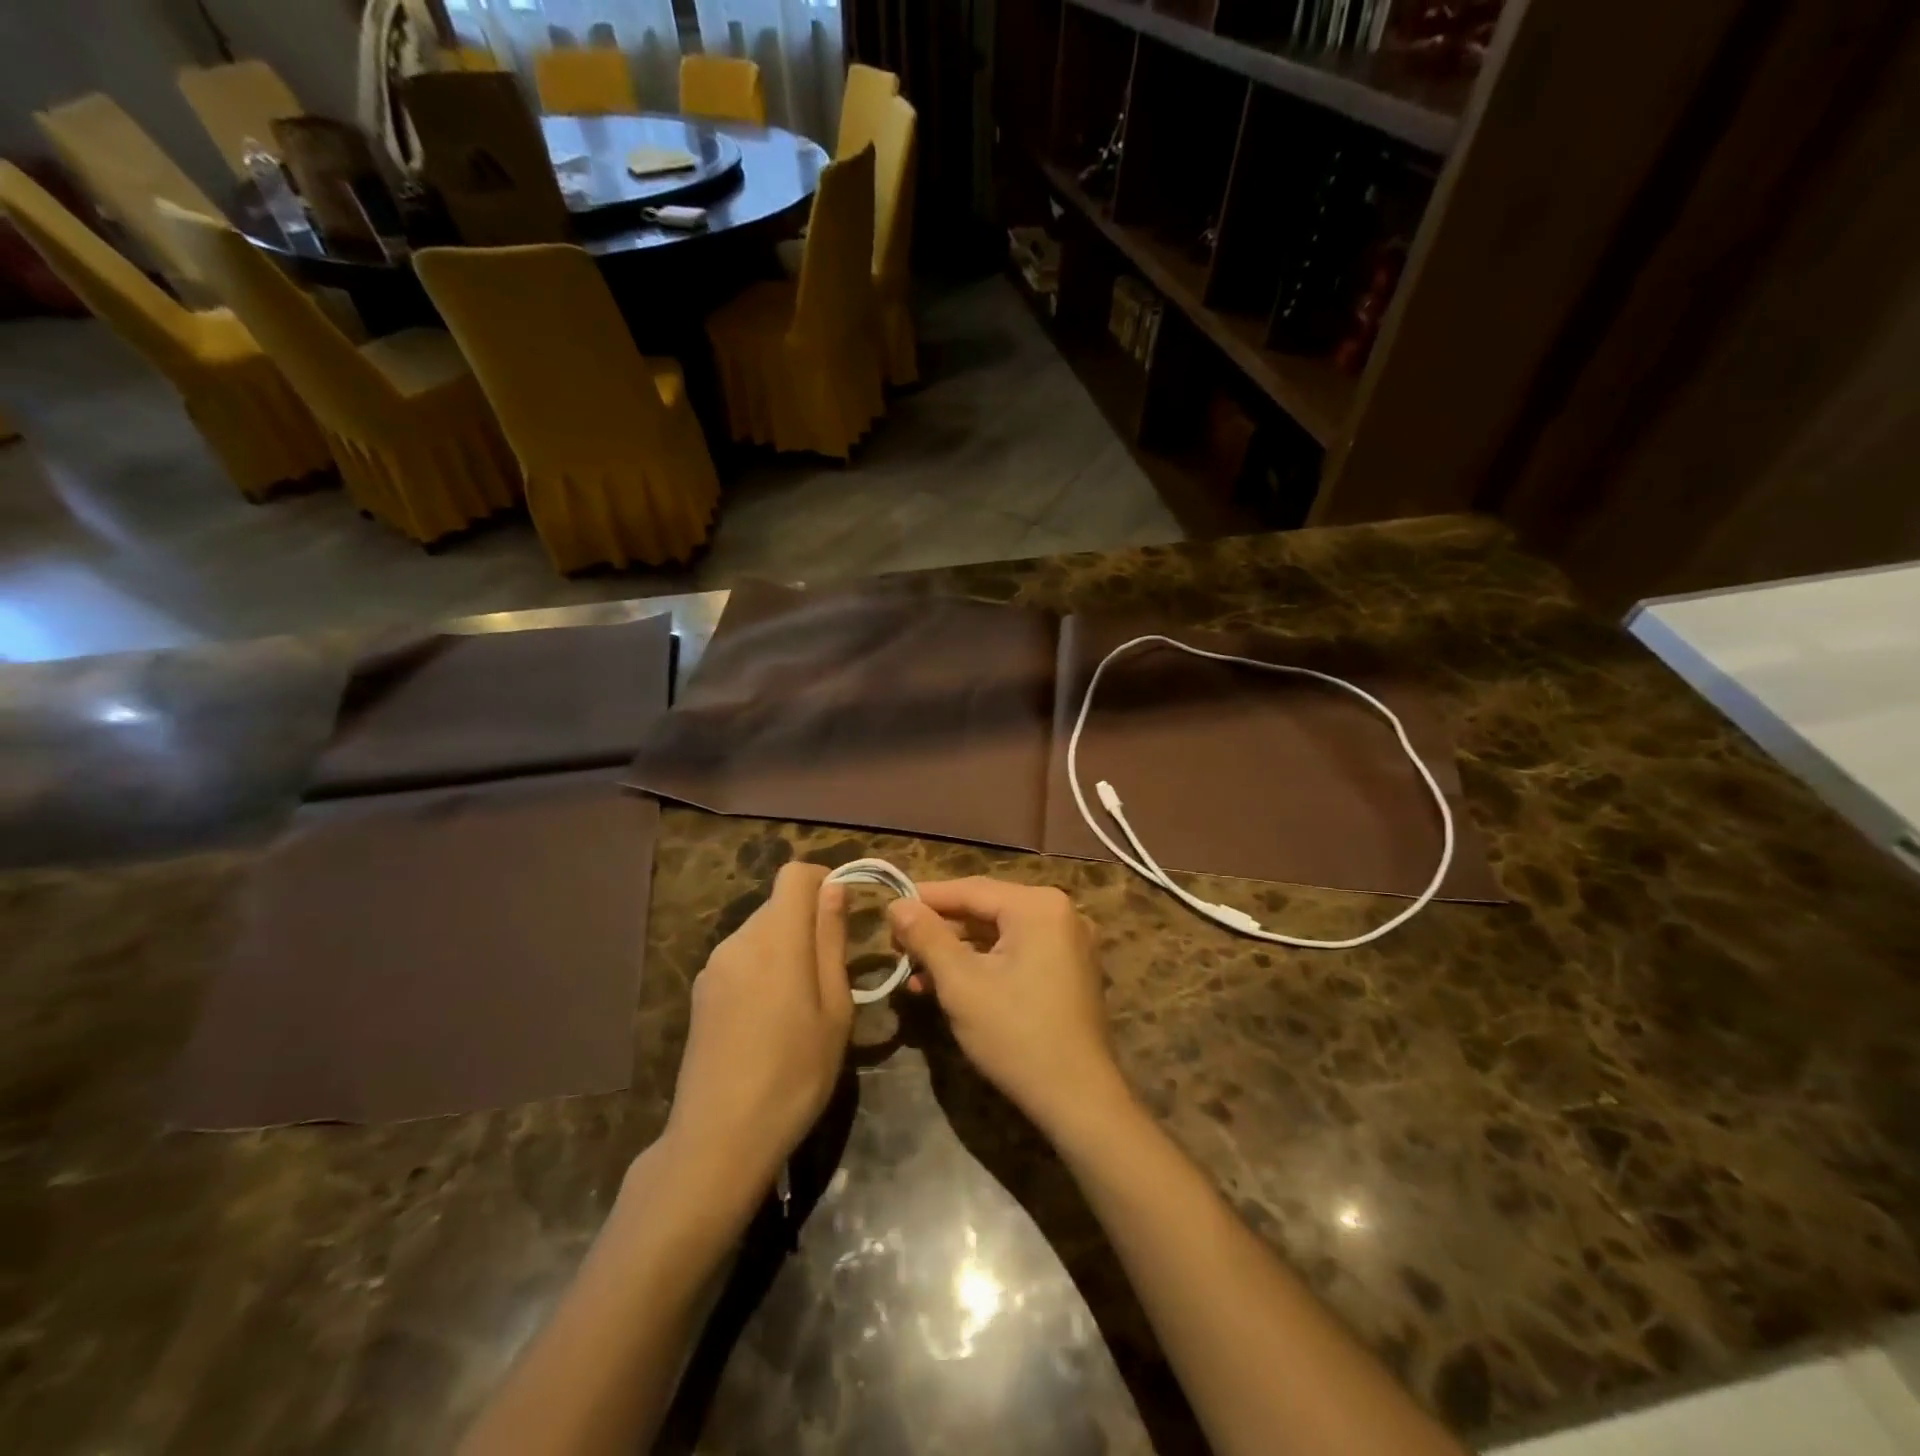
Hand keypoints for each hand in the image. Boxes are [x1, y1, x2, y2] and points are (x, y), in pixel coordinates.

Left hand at [663, 862, 851, 1200]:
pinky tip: (770, 1019)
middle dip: (809, 921)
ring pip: (760, 932)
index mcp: (776, 938)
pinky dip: (764, 969)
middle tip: (834, 971)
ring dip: (787, 947)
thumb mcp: (834, 1008)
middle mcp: (739, 940)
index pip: (794, 874)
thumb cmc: (795, 1073)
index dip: (824, 880)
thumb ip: (832, 940)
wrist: (719, 1138)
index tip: (846, 913)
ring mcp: (714, 967)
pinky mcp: (702, 992)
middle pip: (779, 904)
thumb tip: (835, 888)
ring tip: (804, 1002)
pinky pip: (742, 959)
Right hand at [887, 877, 1129, 1141]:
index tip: (888, 908)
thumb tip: (897, 904)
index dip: (925, 898)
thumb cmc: (1016, 1034)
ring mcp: (1068, 942)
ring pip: (998, 934)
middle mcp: (1059, 913)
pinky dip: (982, 965)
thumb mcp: (961, 983)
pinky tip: (947, 986)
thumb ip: (927, 937)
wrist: (1079, 1100)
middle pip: (985, 909)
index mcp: (1038, 906)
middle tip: (896, 945)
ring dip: (956, 951)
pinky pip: (1017, 953)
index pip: (970, 890)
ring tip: (914, 972)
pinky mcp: (1067, 970)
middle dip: (939, 929)